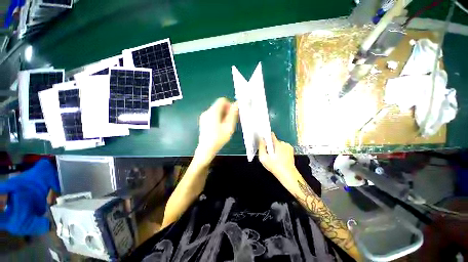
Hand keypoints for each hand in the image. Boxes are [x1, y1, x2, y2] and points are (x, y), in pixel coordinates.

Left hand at [194, 97, 238, 164]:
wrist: (206, 149)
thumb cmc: (218, 138)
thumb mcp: (229, 126)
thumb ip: (233, 114)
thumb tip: (236, 103)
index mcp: (213, 112)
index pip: (222, 100)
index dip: (229, 104)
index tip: (233, 114)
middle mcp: (207, 112)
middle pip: (219, 105)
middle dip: (227, 110)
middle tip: (231, 121)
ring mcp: (204, 117)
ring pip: (216, 110)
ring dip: (223, 115)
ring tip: (226, 125)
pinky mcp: (203, 121)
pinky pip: (213, 115)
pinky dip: (218, 118)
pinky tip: (220, 127)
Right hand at [259, 133, 297, 186]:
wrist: (288, 175)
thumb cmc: (275, 167)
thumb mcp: (263, 158)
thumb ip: (261, 147)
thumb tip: (261, 139)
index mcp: (277, 144)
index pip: (271, 135)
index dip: (266, 137)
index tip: (263, 142)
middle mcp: (284, 143)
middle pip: (274, 141)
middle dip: (270, 145)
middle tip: (268, 154)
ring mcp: (288, 147)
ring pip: (278, 144)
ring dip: (275, 148)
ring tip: (274, 157)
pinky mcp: (291, 150)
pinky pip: (283, 148)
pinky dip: (280, 151)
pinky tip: (279, 158)